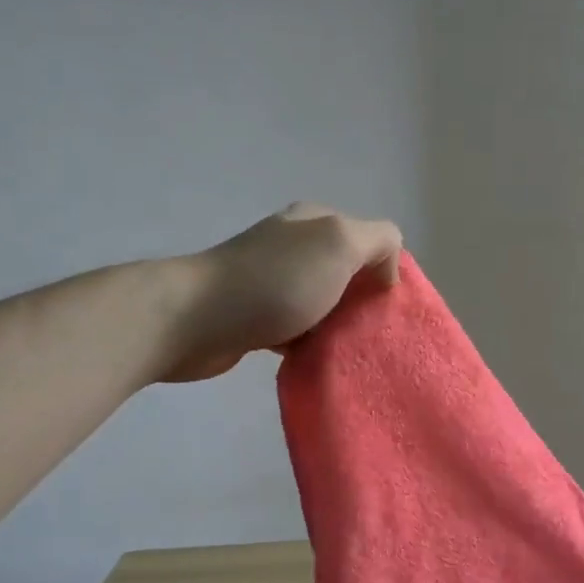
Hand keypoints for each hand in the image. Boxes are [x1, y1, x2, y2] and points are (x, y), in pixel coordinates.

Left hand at [162, 203, 403, 382]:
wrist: (195, 320)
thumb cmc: (275, 281)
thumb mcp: (339, 244)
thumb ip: (378, 241)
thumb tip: (386, 271)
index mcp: (315, 222)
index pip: (368, 240)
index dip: (385, 270)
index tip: (388, 307)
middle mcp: (293, 245)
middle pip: (346, 273)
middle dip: (363, 302)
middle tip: (374, 335)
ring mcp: (271, 281)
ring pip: (323, 304)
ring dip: (338, 327)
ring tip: (351, 352)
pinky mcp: (255, 316)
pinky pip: (298, 330)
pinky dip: (311, 344)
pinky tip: (318, 360)